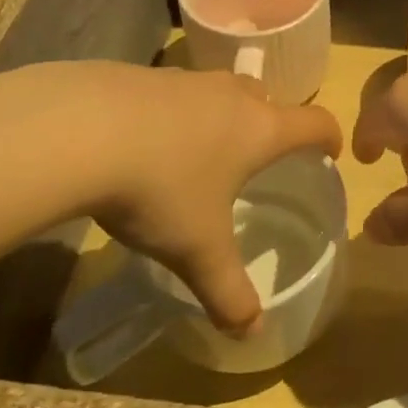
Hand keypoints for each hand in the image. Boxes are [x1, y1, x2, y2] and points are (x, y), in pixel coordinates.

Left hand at [72, 64, 341, 332]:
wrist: (77, 131)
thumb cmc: (159, 189)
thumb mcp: (197, 251)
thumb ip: (229, 293)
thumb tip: (253, 333)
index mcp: (258, 129)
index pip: (314, 122)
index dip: (329, 137)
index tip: (330, 151)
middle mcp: (229, 95)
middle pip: (266, 99)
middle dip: (270, 123)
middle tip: (258, 156)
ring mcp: (183, 79)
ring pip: (218, 92)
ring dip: (219, 115)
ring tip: (198, 151)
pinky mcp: (140, 75)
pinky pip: (172, 92)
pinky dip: (172, 113)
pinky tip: (143, 143)